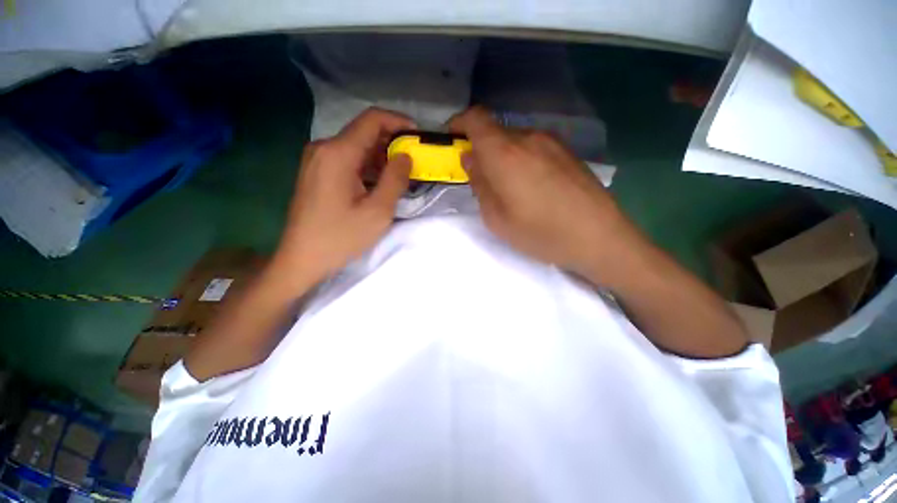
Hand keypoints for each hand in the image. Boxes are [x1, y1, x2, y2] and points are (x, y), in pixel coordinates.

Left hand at [274, 108, 412, 287]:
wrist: (302, 259)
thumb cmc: (341, 237)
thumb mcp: (378, 211)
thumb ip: (395, 179)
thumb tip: (405, 156)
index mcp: (337, 153)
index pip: (372, 119)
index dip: (398, 122)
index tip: (417, 136)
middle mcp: (323, 148)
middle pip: (363, 132)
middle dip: (392, 143)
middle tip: (414, 161)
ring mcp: (316, 160)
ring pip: (356, 147)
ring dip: (380, 157)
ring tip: (401, 175)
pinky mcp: (315, 172)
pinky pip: (346, 160)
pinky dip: (367, 166)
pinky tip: (380, 183)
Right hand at [448, 107, 632, 280]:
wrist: (599, 237)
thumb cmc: (540, 232)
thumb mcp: (496, 218)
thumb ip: (479, 184)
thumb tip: (471, 159)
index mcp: (505, 153)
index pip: (476, 119)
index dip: (460, 124)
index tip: (453, 140)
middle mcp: (529, 138)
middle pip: (496, 132)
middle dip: (481, 150)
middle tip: (481, 178)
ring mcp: (552, 142)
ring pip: (516, 141)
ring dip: (503, 157)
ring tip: (509, 188)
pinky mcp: (568, 152)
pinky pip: (534, 148)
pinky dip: (522, 160)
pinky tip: (532, 187)